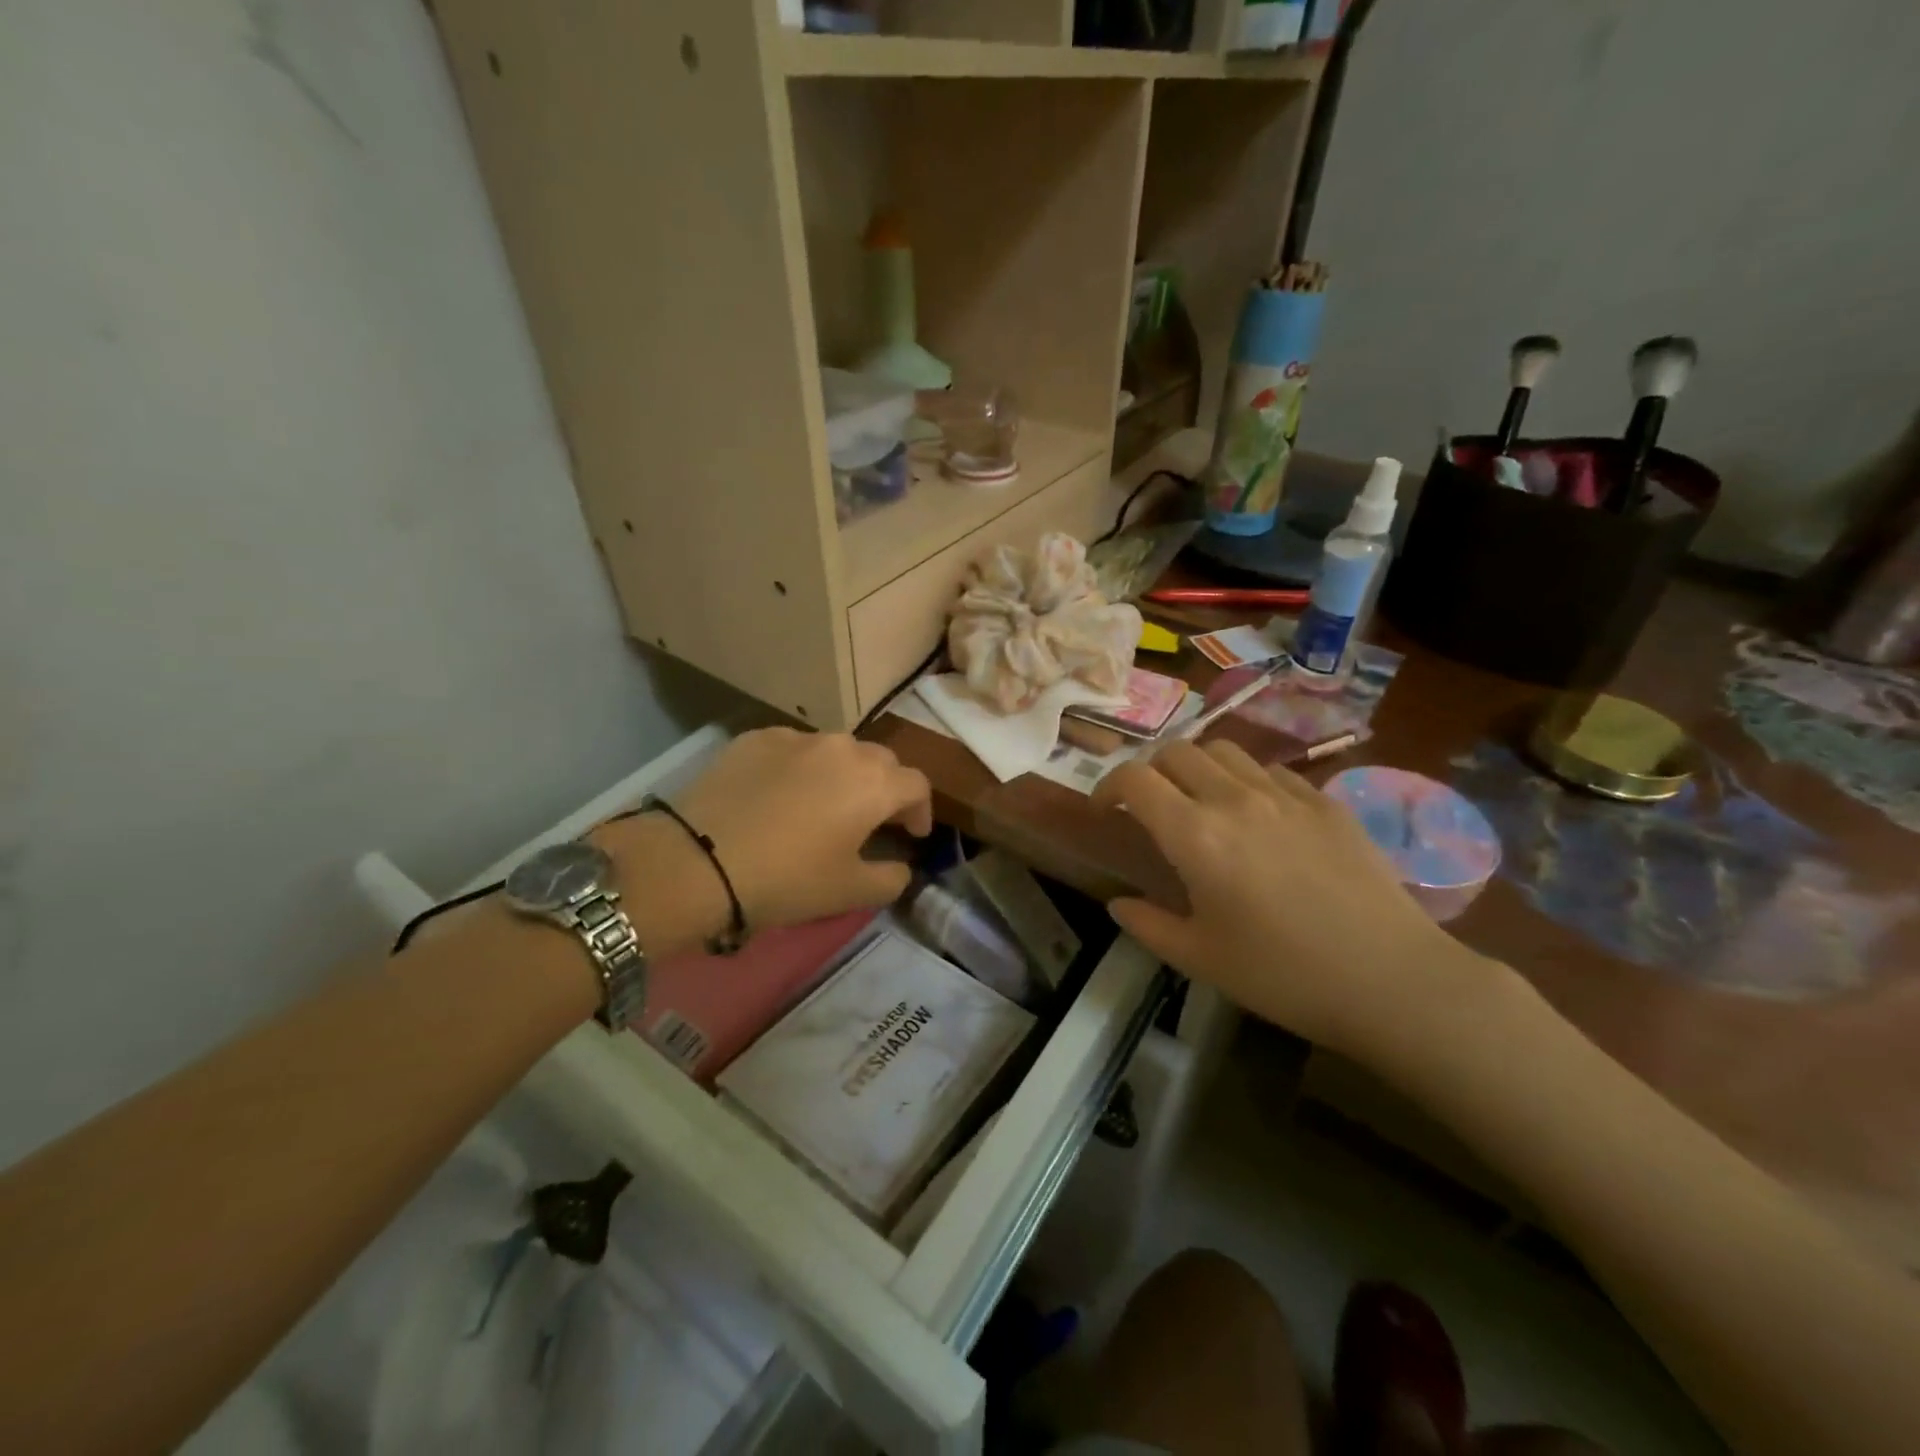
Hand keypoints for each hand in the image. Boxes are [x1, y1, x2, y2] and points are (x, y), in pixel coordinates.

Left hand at [602, 728, 931, 939]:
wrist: (698, 860)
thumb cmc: (787, 879)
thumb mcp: (850, 892)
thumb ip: (892, 878)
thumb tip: (901, 865)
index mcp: (874, 782)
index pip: (917, 785)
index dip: (921, 811)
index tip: (912, 836)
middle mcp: (843, 748)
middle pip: (880, 762)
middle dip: (885, 789)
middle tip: (872, 820)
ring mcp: (797, 737)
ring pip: (836, 750)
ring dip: (842, 775)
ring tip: (825, 804)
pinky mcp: (756, 738)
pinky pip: (793, 749)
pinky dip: (799, 768)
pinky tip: (779, 795)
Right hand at [1092, 740, 1491, 1062]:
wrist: (1391, 980)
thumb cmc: (1284, 975)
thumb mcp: (1201, 960)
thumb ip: (1148, 925)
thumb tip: (1118, 904)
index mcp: (1195, 835)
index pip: (1135, 779)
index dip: (1108, 786)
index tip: (1105, 811)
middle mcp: (1234, 799)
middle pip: (1176, 751)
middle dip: (1151, 771)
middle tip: (1151, 808)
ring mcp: (1286, 795)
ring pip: (1225, 750)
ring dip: (1199, 767)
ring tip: (1202, 802)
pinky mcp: (1326, 802)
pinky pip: (1273, 771)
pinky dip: (1248, 781)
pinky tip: (1260, 817)